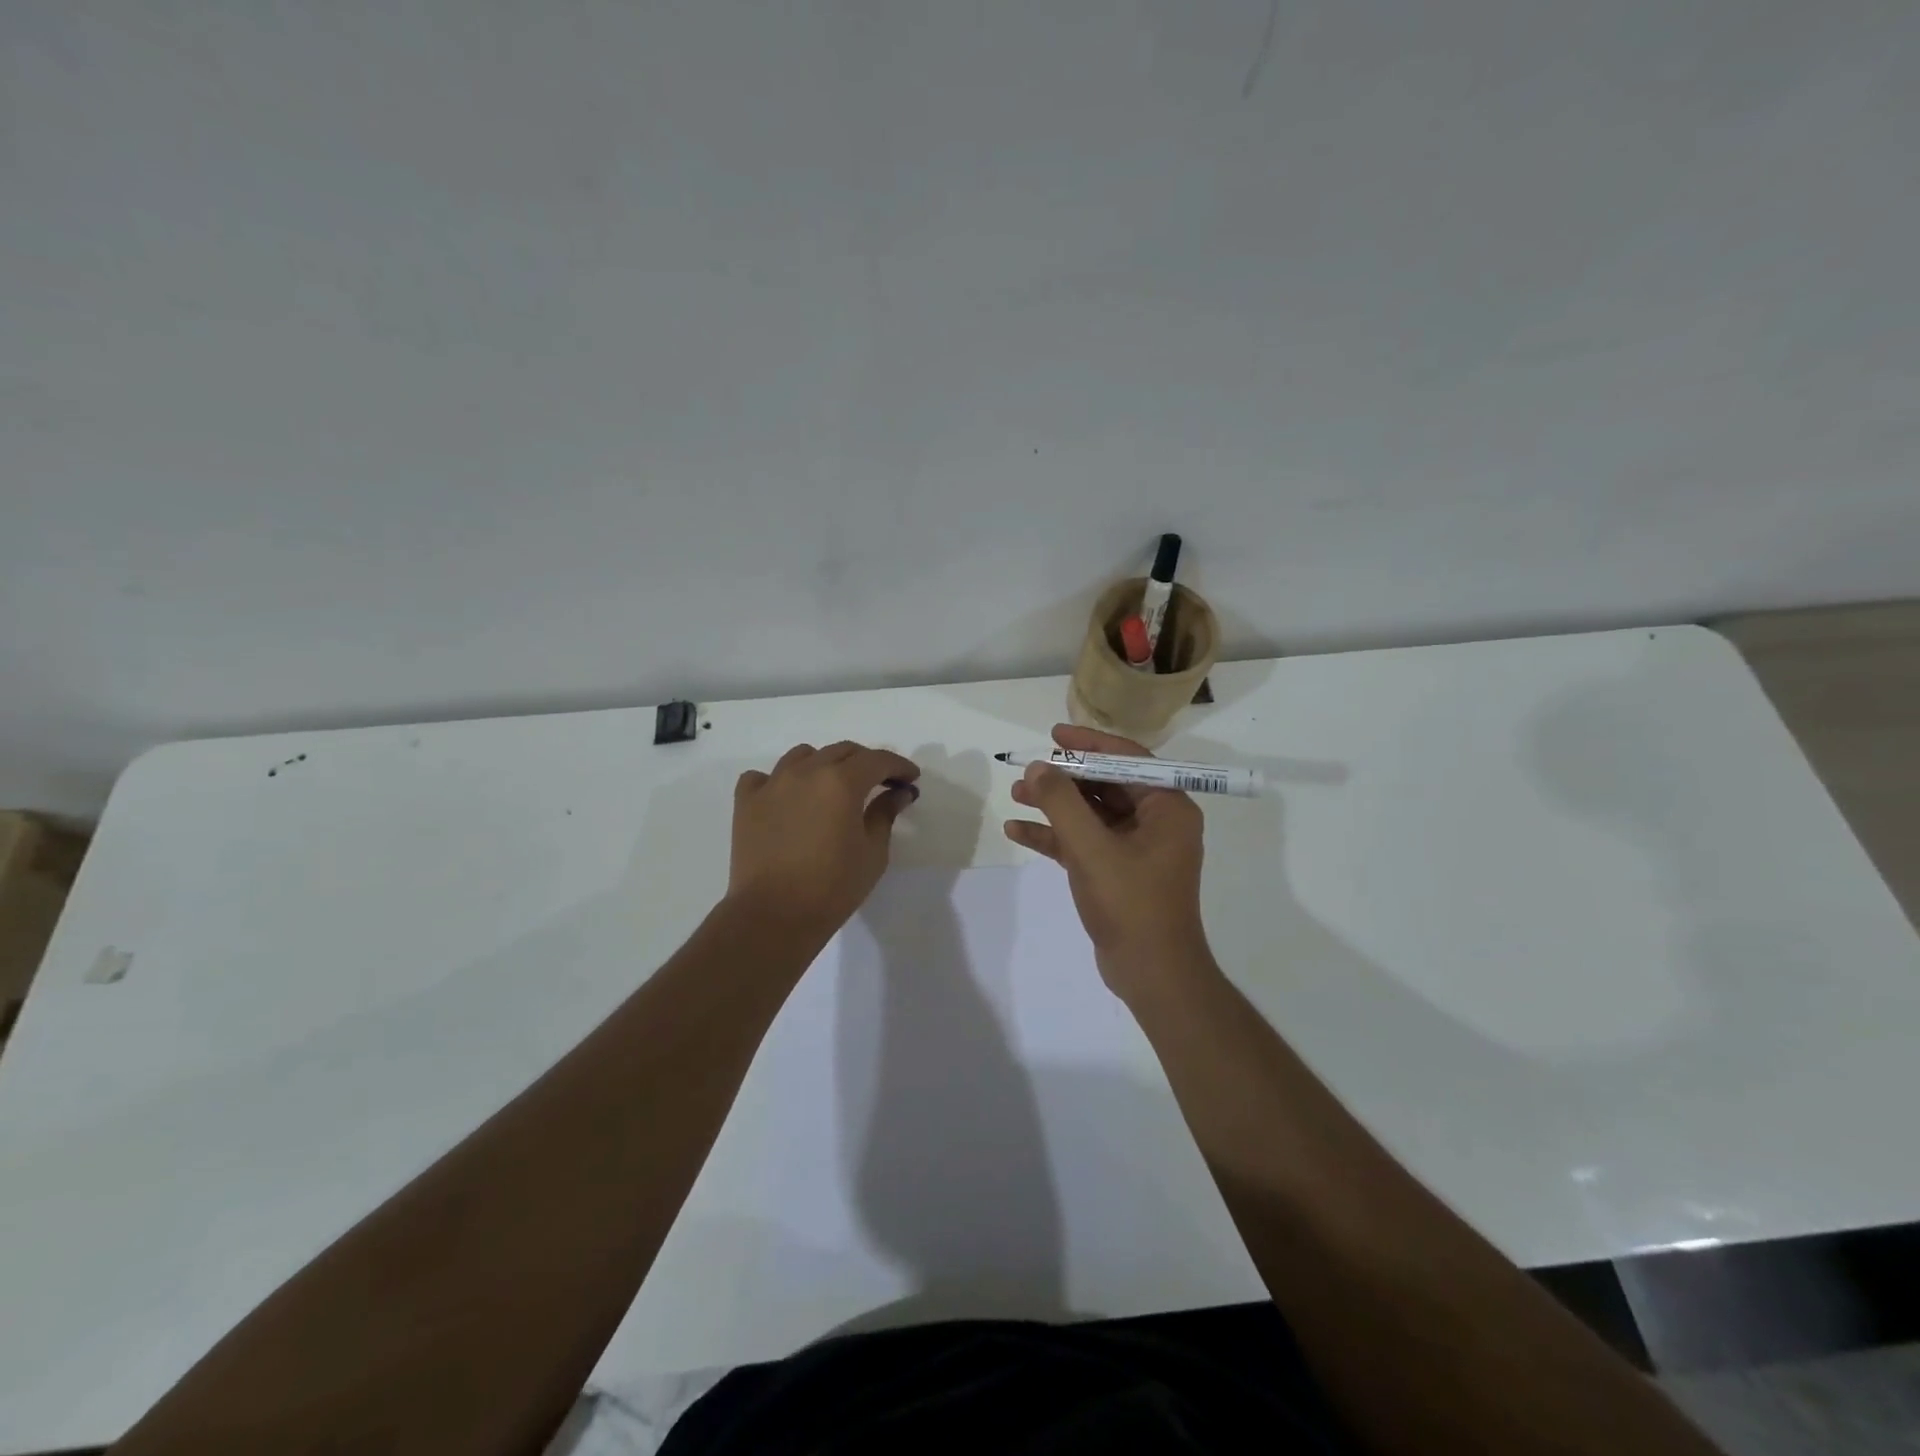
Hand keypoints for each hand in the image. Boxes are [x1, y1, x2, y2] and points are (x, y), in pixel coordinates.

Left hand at [728, 741, 920, 938]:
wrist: (773, 916)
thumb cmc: (833, 888)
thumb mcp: (873, 852)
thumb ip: (885, 814)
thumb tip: (898, 792)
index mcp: (841, 782)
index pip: (877, 760)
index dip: (899, 765)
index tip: (910, 778)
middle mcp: (806, 772)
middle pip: (842, 751)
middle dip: (866, 762)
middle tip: (879, 783)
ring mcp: (772, 784)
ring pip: (803, 756)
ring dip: (824, 764)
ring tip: (832, 788)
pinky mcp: (746, 802)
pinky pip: (762, 777)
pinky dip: (778, 781)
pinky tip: (787, 799)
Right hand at [1003, 724, 1210, 999]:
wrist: (1151, 974)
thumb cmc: (1131, 904)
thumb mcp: (1091, 848)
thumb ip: (1062, 803)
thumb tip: (1039, 766)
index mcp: (1167, 807)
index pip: (1127, 759)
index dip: (1088, 744)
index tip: (1053, 735)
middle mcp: (1156, 821)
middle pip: (1105, 784)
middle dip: (1063, 778)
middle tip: (1026, 770)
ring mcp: (1136, 848)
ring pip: (1091, 813)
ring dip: (1054, 805)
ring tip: (1015, 794)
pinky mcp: (1117, 871)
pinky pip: (1084, 841)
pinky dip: (1054, 836)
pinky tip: (1017, 831)